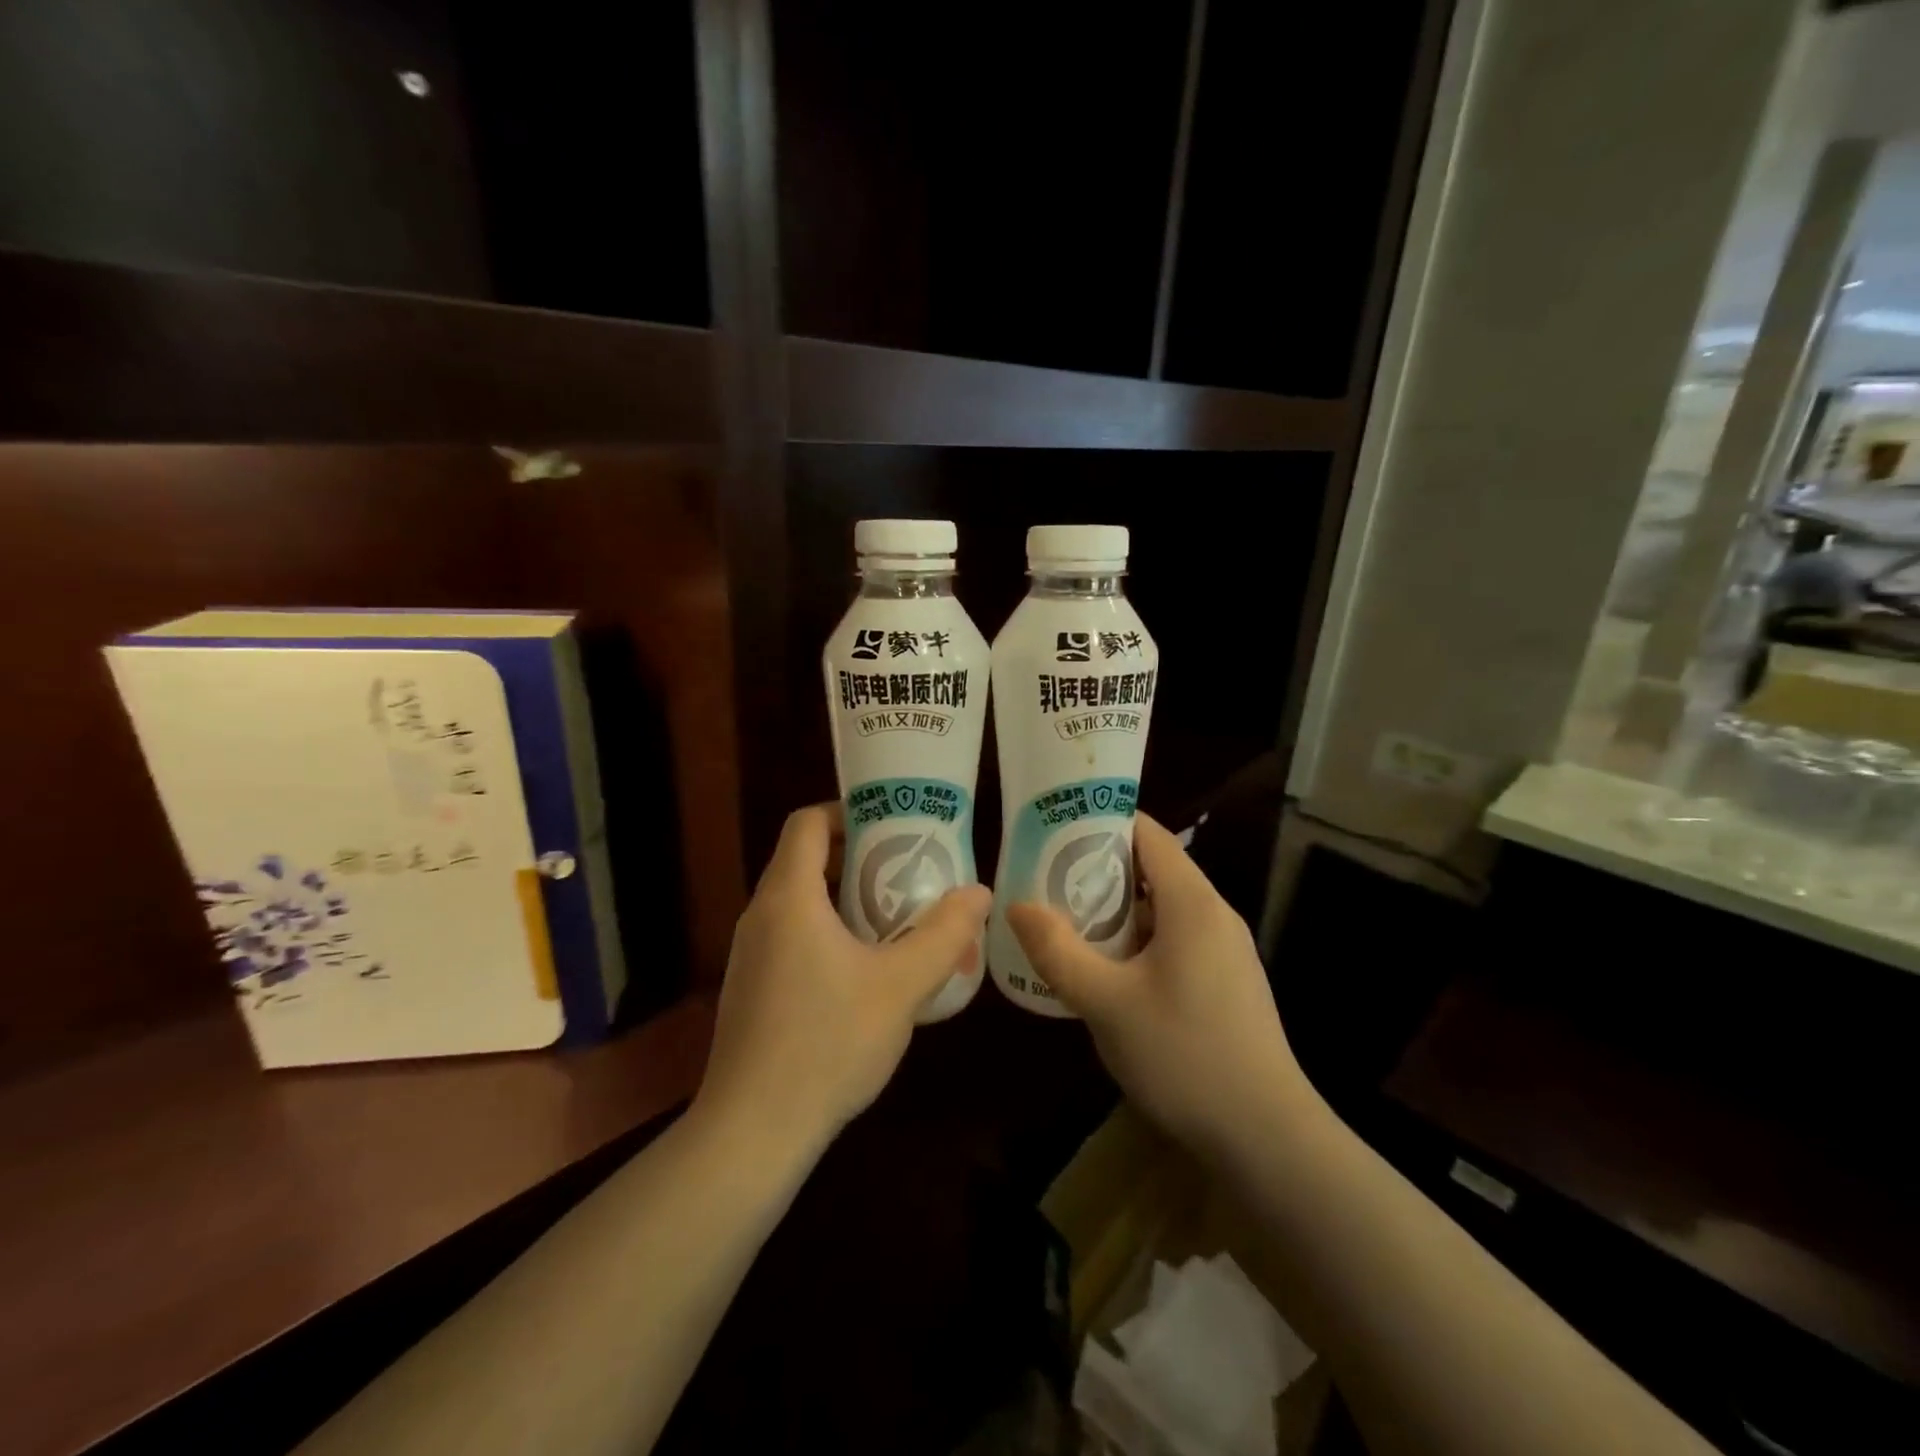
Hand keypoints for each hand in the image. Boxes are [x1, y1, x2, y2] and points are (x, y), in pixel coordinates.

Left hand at [694, 804, 990, 1153]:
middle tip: (909, 871)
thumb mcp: (901, 985)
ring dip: (846, 899)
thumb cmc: (828, 1043)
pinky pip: (792, 937)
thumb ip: (944, 933)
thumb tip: (978, 892)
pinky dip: (828, 933)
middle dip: (858, 857)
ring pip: (800, 902)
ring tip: (897, 919)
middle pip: (805, 860)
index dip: (848, 812)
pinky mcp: (751, 989)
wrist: (752, 1132)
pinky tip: (865, 973)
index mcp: (789, 897)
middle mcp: (760, 915)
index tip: (893, 827)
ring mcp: (750, 955)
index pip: (807, 822)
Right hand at [1006, 814, 1315, 1157]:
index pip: (1147, 832)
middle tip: (1045, 878)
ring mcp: (1224, 949)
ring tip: (1064, 921)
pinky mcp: (1225, 981)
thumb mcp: (1106, 1003)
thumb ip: (1058, 950)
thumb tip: (1018, 905)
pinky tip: (1105, 970)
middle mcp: (1214, 914)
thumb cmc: (1184, 1056)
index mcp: (1192, 902)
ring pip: (1161, 908)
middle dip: (1097, 869)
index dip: (1100, 821)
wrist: (1267, 1138)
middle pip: (1152, 867)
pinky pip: (1174, 939)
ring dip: (1115, 910)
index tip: (1053, 828)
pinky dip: (1137, 940)